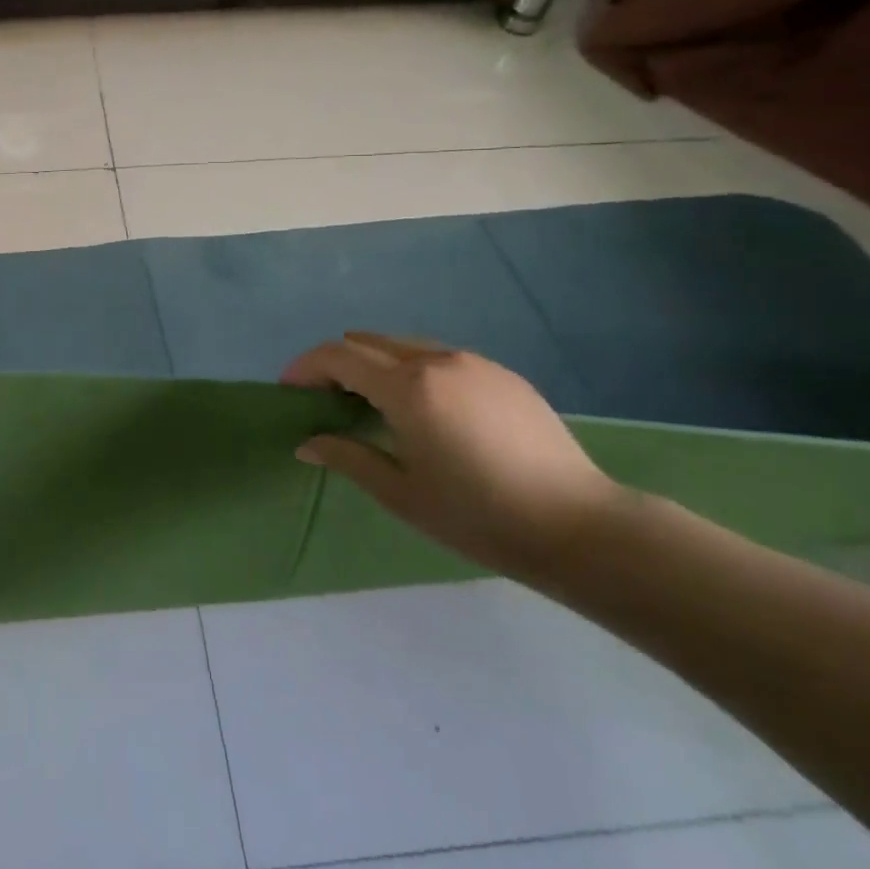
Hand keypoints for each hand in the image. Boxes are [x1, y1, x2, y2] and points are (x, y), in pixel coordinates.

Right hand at [282, 333, 621, 579]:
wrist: (580, 527)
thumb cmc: (479, 516)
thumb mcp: (401, 493)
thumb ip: (347, 457)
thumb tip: (306, 442)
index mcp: (407, 388)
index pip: (338, 356)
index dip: (305, 367)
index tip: (289, 390)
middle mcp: (437, 361)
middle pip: (368, 341)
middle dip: (336, 362)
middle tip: (325, 398)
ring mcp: (474, 363)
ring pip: (404, 345)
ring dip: (375, 363)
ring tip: (371, 402)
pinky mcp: (502, 374)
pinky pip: (440, 357)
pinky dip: (413, 369)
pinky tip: (424, 409)